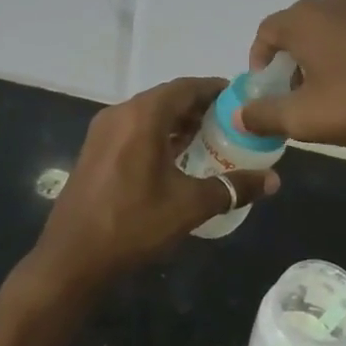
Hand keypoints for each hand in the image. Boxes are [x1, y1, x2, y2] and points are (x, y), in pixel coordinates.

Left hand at [28, 77, 281, 289]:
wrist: (72, 258)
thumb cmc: (133, 224)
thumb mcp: (189, 206)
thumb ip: (233, 187)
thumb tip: (273, 180)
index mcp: (143, 116)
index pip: (186, 87)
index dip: (215, 89)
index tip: (241, 99)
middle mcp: (120, 114)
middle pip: (167, 98)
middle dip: (199, 107)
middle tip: (231, 123)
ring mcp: (103, 132)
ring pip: (149, 115)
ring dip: (178, 122)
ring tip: (210, 140)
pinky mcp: (94, 151)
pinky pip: (133, 130)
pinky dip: (158, 135)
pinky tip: (177, 158)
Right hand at [240, 0, 345, 149]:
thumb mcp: (305, 118)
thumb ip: (265, 115)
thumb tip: (240, 115)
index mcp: (304, 19)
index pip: (266, 32)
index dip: (260, 61)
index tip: (267, 90)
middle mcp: (333, 2)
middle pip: (298, 29)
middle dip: (291, 61)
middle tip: (298, 95)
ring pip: (330, 30)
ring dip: (321, 57)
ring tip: (333, 93)